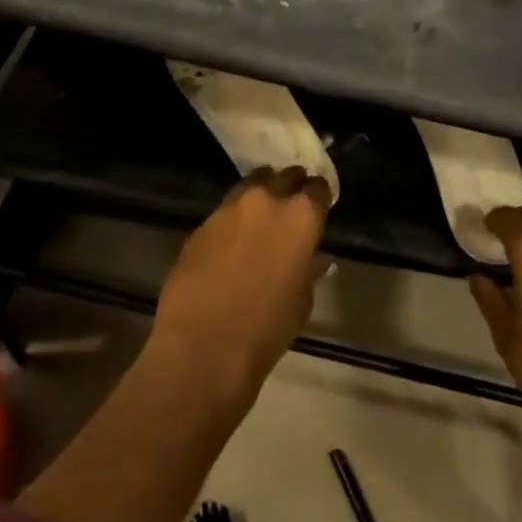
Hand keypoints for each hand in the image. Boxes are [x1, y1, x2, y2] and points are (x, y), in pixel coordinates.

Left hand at [150, 166, 332, 402]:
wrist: (202, 345)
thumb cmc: (266, 328)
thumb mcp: (302, 302)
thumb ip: (309, 270)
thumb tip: (315, 258)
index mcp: (301, 216)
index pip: (318, 189)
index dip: (319, 197)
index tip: (319, 207)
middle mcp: (267, 200)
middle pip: (284, 176)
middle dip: (291, 186)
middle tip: (292, 205)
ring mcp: (230, 208)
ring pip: (251, 185)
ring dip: (260, 194)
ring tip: (261, 215)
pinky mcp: (202, 223)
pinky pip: (225, 210)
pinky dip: (234, 218)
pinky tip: (233, 240)